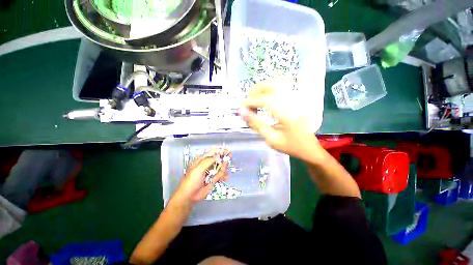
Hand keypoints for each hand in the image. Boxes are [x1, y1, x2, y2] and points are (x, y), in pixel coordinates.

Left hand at [174, 149, 229, 202]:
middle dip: (223, 159)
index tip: (227, 150)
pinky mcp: (213, 178)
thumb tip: (218, 155)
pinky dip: (223, 176)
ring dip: (223, 170)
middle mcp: (207, 164)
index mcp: (201, 160)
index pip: (211, 152)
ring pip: (221, 167)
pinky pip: (221, 175)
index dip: (219, 150)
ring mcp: (211, 171)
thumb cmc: (191, 181)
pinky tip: (225, 178)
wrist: (189, 196)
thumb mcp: (198, 169)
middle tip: (228, 159)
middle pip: (218, 159)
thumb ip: (208, 161)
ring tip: (218, 175)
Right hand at [240, 77, 321, 160]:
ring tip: (255, 101)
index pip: (265, 100)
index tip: (240, 108)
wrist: (309, 147)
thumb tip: (242, 112)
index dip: (250, 102)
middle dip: (254, 92)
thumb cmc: (290, 146)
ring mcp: (296, 98)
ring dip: (261, 89)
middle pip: (271, 85)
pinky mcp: (297, 98)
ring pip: (276, 82)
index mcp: (288, 114)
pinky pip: (282, 86)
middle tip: (247, 104)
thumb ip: (256, 124)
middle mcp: (293, 102)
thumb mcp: (271, 138)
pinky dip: (269, 89)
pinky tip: (265, 97)